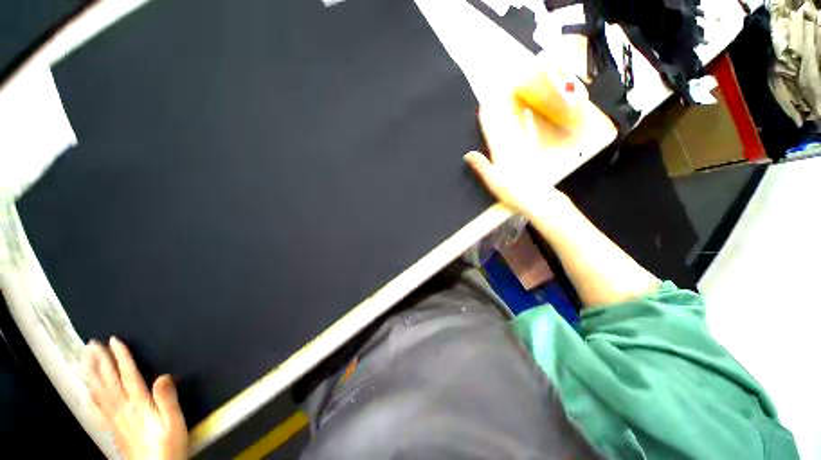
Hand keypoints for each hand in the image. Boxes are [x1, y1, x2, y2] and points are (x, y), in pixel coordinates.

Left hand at [85, 337, 186, 459]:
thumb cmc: (168, 445)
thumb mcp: (174, 422)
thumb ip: (168, 400)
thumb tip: (163, 376)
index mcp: (139, 405)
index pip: (128, 375)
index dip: (121, 357)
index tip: (115, 341)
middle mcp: (123, 409)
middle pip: (109, 382)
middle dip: (100, 362)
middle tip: (92, 345)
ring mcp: (115, 420)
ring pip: (100, 393)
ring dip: (92, 375)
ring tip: (84, 361)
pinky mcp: (113, 429)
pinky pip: (98, 411)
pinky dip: (90, 399)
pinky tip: (86, 393)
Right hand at [464, 99, 565, 216]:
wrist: (535, 196)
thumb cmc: (511, 190)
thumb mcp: (491, 180)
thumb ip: (481, 165)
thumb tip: (468, 153)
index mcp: (500, 153)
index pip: (491, 133)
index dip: (486, 121)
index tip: (482, 108)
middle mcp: (511, 147)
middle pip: (502, 127)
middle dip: (495, 114)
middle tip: (491, 102)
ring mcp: (522, 149)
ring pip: (514, 128)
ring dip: (508, 115)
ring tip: (507, 103)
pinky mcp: (531, 153)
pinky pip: (527, 134)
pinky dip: (526, 123)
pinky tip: (528, 117)